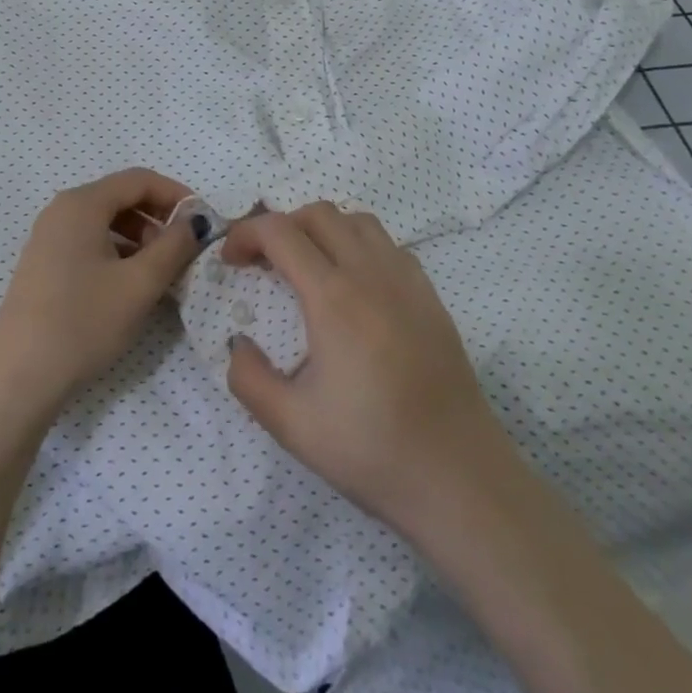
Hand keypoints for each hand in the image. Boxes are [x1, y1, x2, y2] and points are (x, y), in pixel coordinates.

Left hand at [0, 168, 204, 418]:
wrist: (18, 378)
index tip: (203, 221)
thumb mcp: (139, 284)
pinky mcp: (44, 264)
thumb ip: (174, 246)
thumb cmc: (83, 322)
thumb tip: (194, 222)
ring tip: (160, 272)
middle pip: (121, 197)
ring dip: (140, 237)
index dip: (176, 194)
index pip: (139, 180)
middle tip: (183, 251)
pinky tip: (130, 285)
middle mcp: (62, 210)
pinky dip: (117, 252)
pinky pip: (89, 242)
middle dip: (158, 218)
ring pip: (106, 222)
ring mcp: (48, 237)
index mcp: (82, 203)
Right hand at [222, 203, 517, 534]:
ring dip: (323, 230)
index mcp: (333, 297)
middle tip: (264, 262)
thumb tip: (237, 343)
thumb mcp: (292, 425)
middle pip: (318, 213)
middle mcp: (370, 273)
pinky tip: (355, 287)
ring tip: (308, 267)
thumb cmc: (372, 450)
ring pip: (357, 221)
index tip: (231, 261)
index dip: (246, 233)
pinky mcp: (430, 296)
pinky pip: (388, 246)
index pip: (280, 232)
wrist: (460, 479)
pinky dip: (359, 246)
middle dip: (281, 225)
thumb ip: (248, 378)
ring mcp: (406, 280)